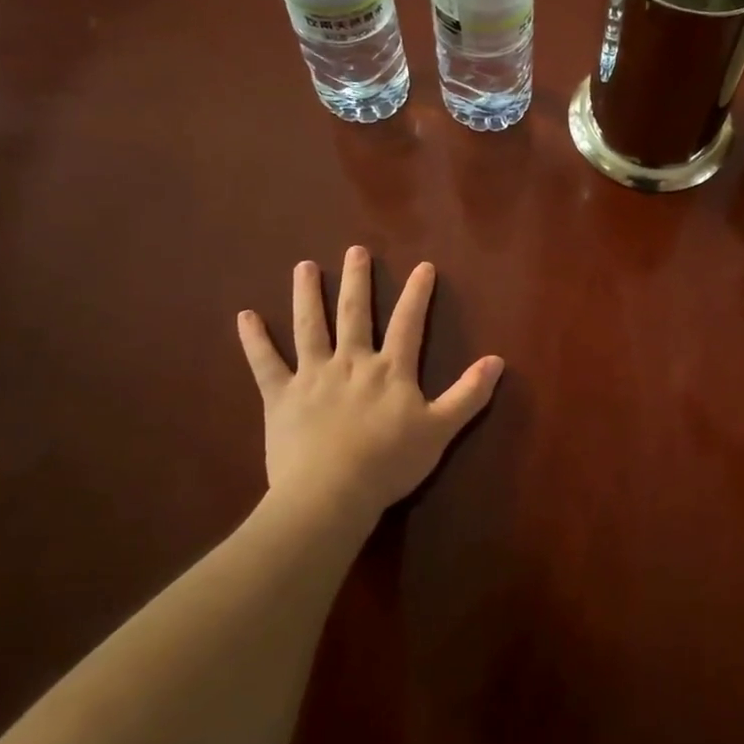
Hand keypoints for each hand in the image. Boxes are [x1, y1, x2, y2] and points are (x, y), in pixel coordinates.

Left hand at [236, 248, 503, 534]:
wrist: (331, 493)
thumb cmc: (389, 462)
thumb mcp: (441, 429)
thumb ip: (469, 394)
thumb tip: (498, 360)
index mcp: (390, 370)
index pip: (409, 323)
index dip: (417, 294)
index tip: (423, 266)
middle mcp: (351, 362)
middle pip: (354, 314)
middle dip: (357, 281)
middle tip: (355, 250)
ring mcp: (313, 376)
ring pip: (310, 327)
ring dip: (307, 296)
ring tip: (304, 267)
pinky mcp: (281, 397)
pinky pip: (265, 363)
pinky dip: (254, 340)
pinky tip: (245, 316)